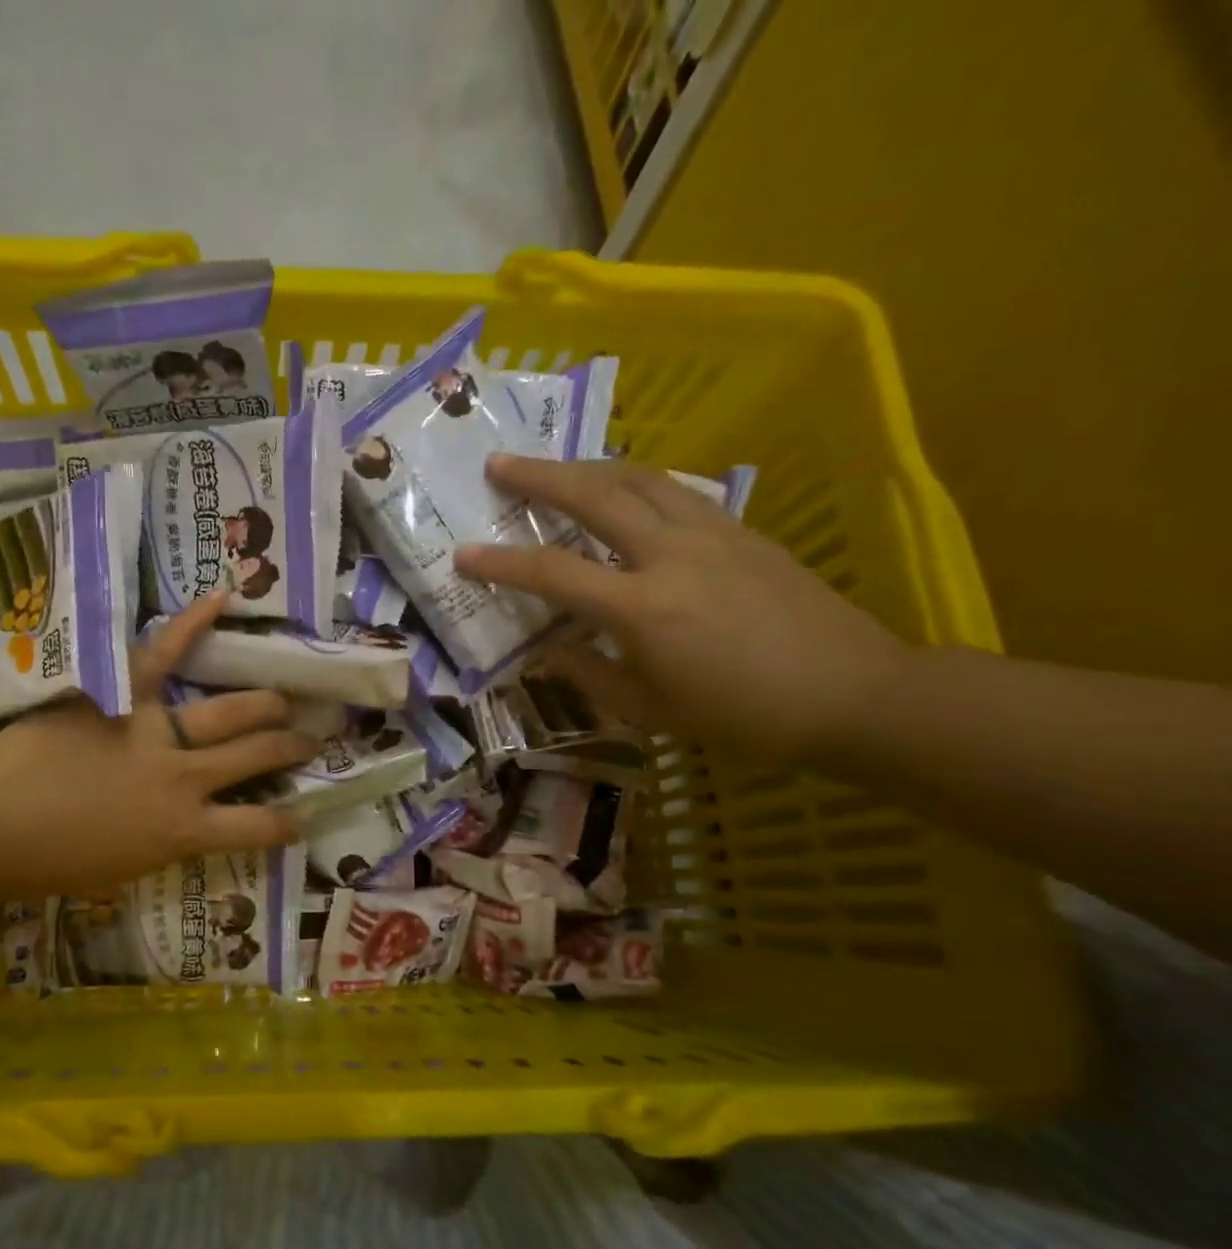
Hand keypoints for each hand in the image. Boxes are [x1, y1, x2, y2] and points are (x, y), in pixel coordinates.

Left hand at [0, 592, 317, 902]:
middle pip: (256, 755)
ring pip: (232, 711)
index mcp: (184, 830)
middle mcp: (185, 778)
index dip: (289, 822)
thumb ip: (168, 842)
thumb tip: (189, 822)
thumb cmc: (50, 863)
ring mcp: (156, 732)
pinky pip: (162, 653)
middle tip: (308, 740)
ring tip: (286, 701)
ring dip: (269, 705)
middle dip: (291, 747)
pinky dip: (193, 623)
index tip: (302, 815)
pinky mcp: (122, 695)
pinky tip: (224, 597)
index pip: (258, 828)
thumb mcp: (125, 869)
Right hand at [456, 456, 912, 765]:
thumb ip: (590, 675)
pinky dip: (635, 481)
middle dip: (540, 477)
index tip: (463, 553)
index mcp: (643, 609)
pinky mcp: (742, 530)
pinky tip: (623, 489)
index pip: (554, 574)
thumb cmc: (743, 715)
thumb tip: (548, 651)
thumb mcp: (651, 711)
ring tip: (554, 468)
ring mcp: (713, 534)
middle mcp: (672, 555)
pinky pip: (676, 490)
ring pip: (640, 478)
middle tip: (498, 464)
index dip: (502, 564)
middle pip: (596, 496)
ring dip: (588, 467)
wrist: (854, 693)